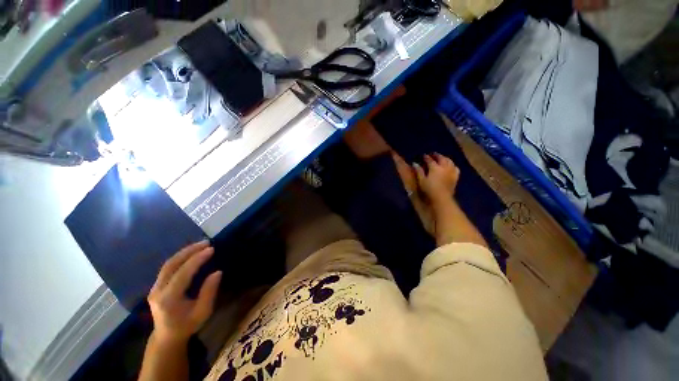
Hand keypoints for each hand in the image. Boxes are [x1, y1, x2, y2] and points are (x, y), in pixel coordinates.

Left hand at [148, 241, 221, 344]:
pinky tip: (190, 253)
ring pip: (168, 264)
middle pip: (171, 265)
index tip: (211, 249)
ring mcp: (154, 288)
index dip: (197, 260)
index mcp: (169, 299)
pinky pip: (167, 268)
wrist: (166, 337)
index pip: (183, 273)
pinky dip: (180, 257)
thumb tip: (217, 272)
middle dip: (189, 251)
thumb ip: (209, 292)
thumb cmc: (187, 325)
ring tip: (200, 244)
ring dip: (184, 252)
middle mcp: (158, 291)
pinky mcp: (156, 286)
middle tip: (206, 242)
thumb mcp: (203, 312)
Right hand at [413, 153, 460, 203]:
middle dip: (437, 155)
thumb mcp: (421, 180)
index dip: (426, 157)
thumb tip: (415, 163)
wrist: (442, 198)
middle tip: (433, 154)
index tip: (423, 155)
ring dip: (445, 158)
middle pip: (441, 158)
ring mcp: (451, 172)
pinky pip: (455, 168)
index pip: (430, 160)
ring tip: (442, 158)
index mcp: (435, 167)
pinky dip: (452, 165)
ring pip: (449, 161)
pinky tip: (451, 166)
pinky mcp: (455, 177)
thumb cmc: (429, 189)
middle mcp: (444, 167)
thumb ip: (419, 171)